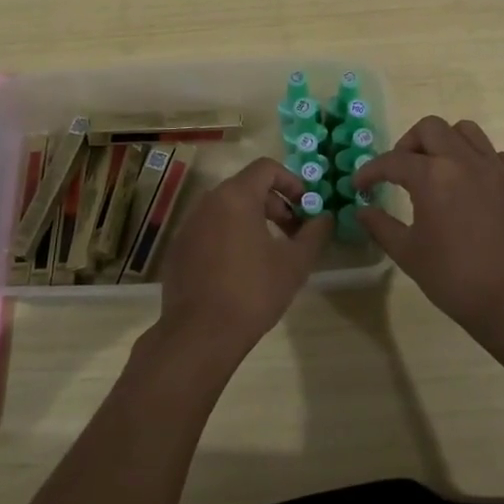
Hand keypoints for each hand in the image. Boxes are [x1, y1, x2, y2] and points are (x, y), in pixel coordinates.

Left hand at [153, 157, 333, 362]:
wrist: (200, 335)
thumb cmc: (252, 292)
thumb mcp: (294, 264)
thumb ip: (314, 234)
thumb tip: (325, 218)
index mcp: (235, 197)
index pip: (266, 168)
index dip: (291, 182)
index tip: (306, 207)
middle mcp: (208, 202)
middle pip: (247, 187)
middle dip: (275, 205)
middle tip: (294, 233)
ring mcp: (189, 225)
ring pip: (227, 209)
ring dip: (253, 220)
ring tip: (270, 252)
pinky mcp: (179, 249)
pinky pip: (210, 229)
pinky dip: (230, 236)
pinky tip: (241, 269)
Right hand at [351, 116, 503, 338]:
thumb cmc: (457, 279)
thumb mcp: (409, 255)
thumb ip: (381, 226)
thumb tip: (362, 210)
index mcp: (433, 176)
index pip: (393, 160)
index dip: (371, 171)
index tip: (360, 185)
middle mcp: (465, 161)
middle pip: (431, 128)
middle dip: (409, 144)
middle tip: (402, 171)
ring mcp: (499, 169)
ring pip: (467, 132)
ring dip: (446, 144)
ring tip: (439, 171)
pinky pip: (496, 156)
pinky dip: (478, 163)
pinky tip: (474, 188)